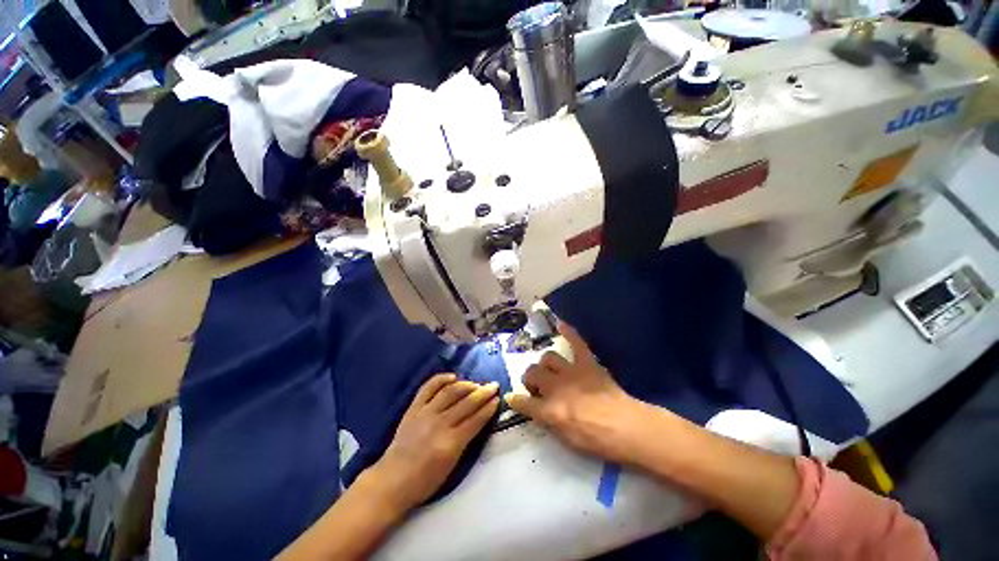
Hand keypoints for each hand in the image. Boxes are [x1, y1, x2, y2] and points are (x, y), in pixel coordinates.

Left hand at [366, 374, 499, 511]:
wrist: (392, 481)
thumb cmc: (425, 481)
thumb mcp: (451, 467)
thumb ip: (465, 441)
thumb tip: (477, 421)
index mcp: (451, 442)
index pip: (476, 419)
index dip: (489, 408)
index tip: (497, 399)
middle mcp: (440, 423)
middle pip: (467, 402)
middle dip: (483, 392)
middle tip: (493, 386)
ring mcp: (426, 413)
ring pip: (451, 391)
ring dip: (467, 385)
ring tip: (476, 384)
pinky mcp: (414, 408)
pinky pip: (429, 387)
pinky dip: (441, 379)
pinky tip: (452, 377)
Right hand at [505, 322, 651, 464]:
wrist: (627, 428)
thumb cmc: (597, 440)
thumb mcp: (566, 439)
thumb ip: (547, 421)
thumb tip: (533, 409)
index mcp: (550, 410)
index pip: (524, 403)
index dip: (516, 400)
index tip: (511, 398)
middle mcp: (556, 387)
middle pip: (532, 373)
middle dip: (530, 379)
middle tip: (538, 386)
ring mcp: (571, 372)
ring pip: (548, 357)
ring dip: (545, 364)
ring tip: (550, 369)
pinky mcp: (587, 363)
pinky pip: (576, 343)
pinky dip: (569, 332)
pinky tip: (560, 324)